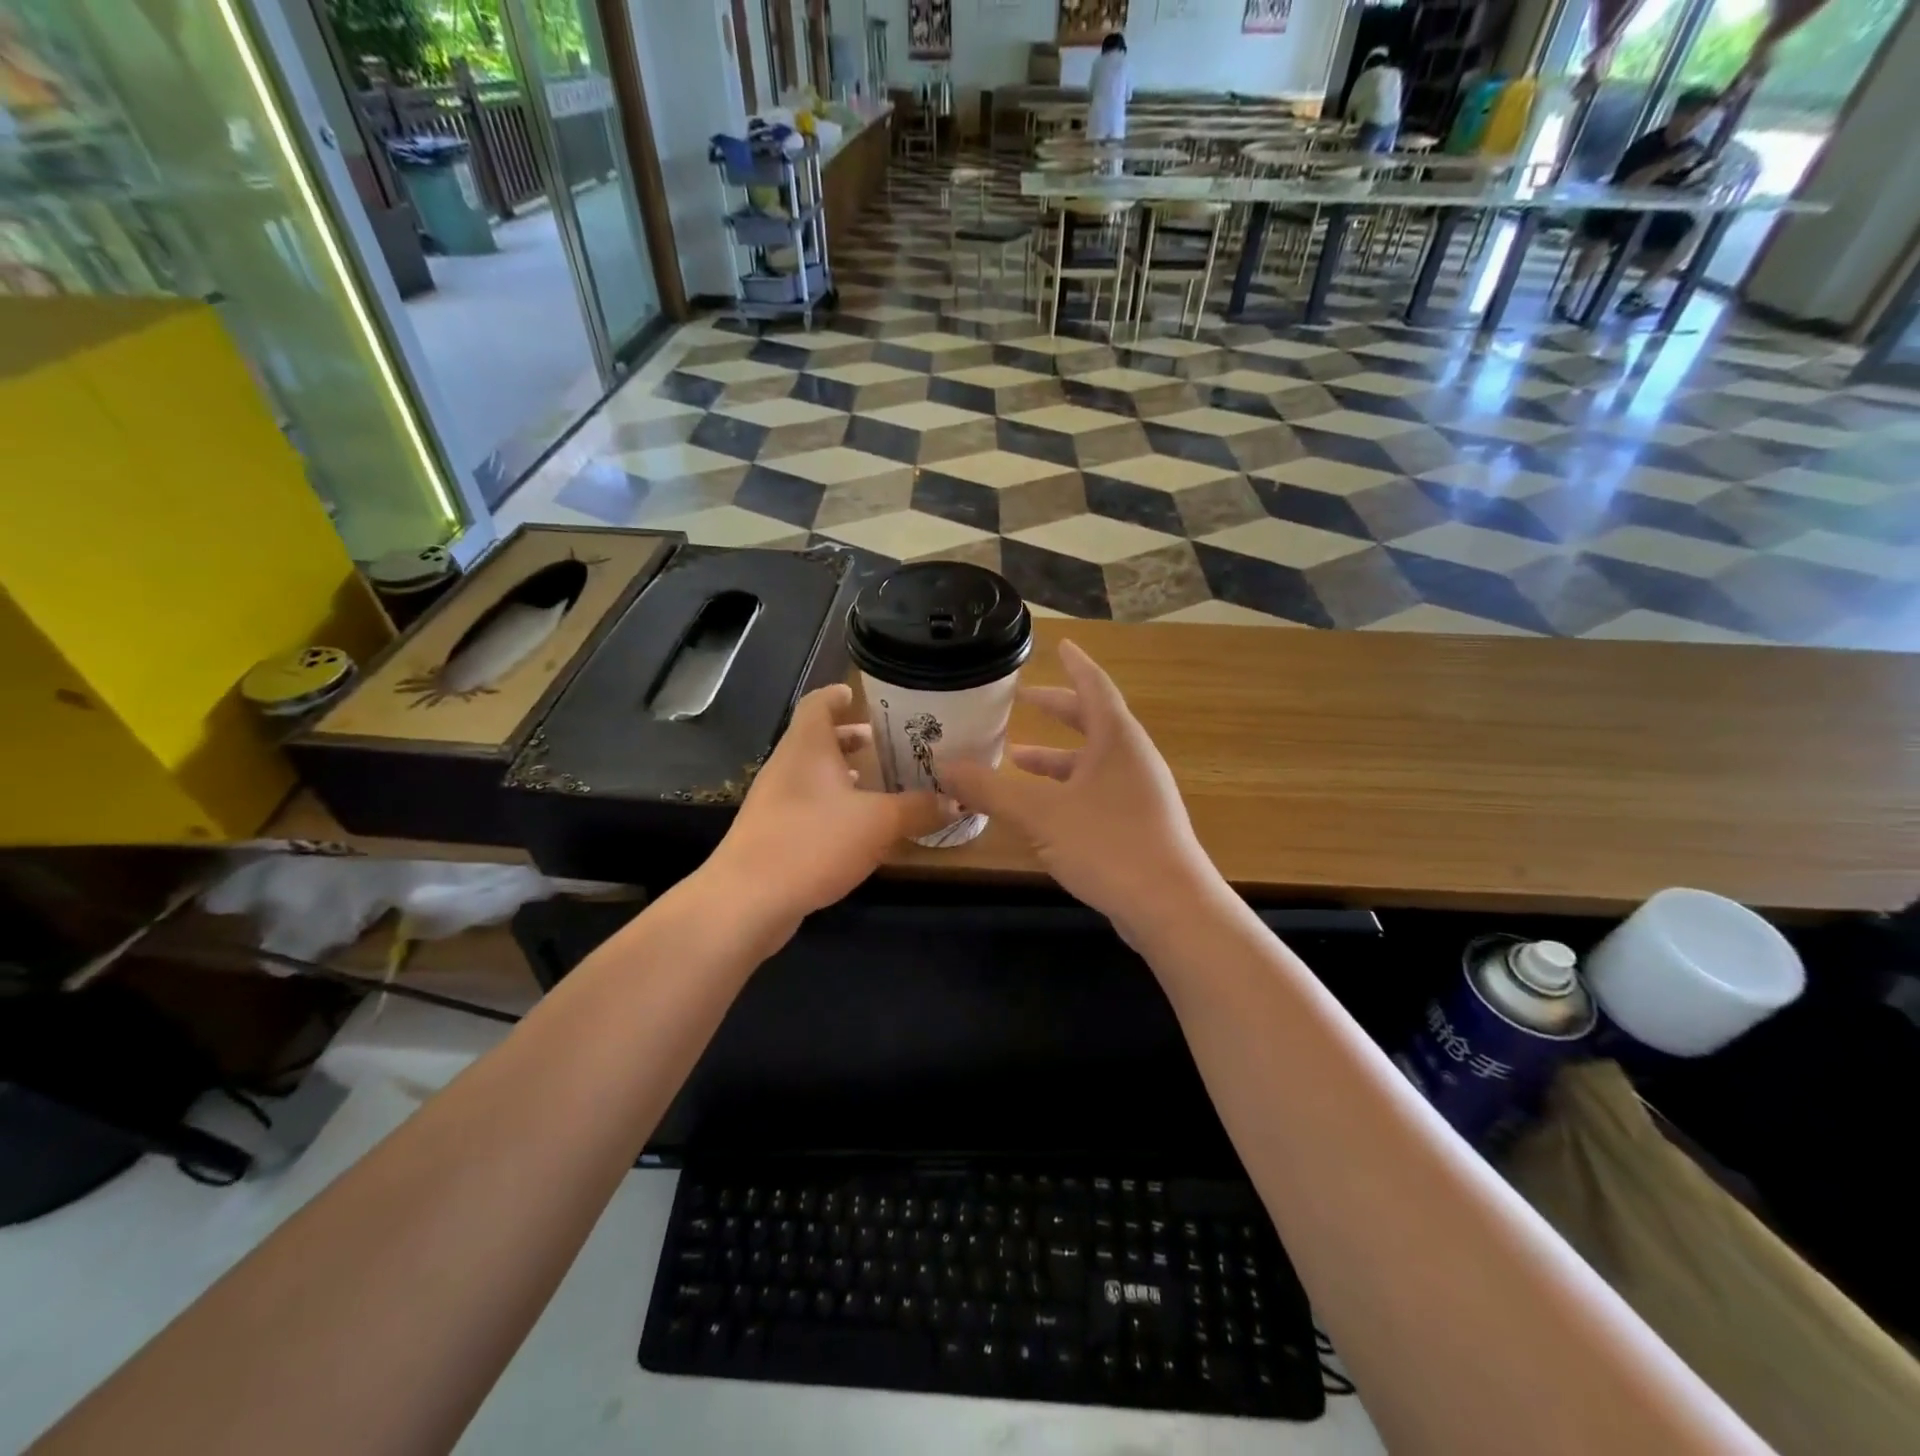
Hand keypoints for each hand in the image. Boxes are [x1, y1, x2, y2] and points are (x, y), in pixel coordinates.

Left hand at [707, 684, 942, 930]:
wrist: (747, 900)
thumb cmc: (813, 841)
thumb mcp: (878, 823)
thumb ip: (918, 808)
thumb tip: (956, 800)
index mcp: (807, 746)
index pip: (818, 703)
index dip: (838, 695)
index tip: (860, 695)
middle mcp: (787, 765)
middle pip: (817, 738)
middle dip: (850, 738)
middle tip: (885, 742)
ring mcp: (774, 800)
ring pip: (812, 774)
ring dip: (842, 774)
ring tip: (877, 782)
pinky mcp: (771, 832)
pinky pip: (807, 805)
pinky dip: (832, 804)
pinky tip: (855, 827)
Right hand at [941, 641, 1221, 936]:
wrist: (1169, 907)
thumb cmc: (1108, 844)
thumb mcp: (1040, 814)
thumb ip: (990, 789)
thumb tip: (944, 768)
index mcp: (1117, 740)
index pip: (1094, 686)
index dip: (1075, 664)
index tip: (1060, 645)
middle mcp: (1132, 759)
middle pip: (1093, 722)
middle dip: (1057, 710)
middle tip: (1023, 699)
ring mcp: (1138, 794)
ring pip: (1091, 762)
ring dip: (1055, 757)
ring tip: (1016, 757)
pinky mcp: (1137, 825)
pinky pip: (1095, 791)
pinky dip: (1066, 788)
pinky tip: (1040, 809)